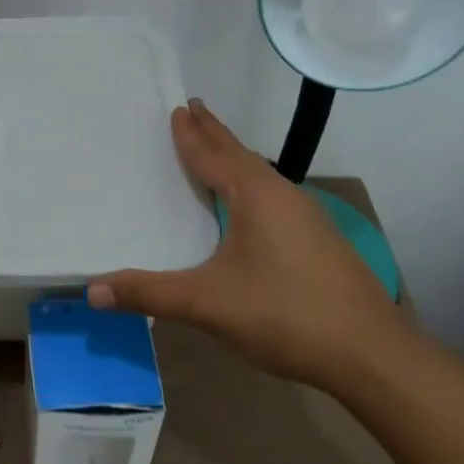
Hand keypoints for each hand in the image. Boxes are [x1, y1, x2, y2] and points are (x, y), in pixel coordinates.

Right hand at [87, 98, 405, 389]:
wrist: (372, 355)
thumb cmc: (284, 314)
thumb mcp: (207, 303)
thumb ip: (149, 293)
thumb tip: (91, 290)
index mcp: (254, 195)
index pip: (213, 154)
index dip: (191, 134)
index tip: (178, 108)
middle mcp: (282, 195)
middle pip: (240, 154)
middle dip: (215, 133)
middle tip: (193, 109)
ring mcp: (307, 217)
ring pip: (261, 175)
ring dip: (234, 158)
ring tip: (216, 149)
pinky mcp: (320, 240)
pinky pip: (273, 196)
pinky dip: (251, 184)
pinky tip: (249, 205)